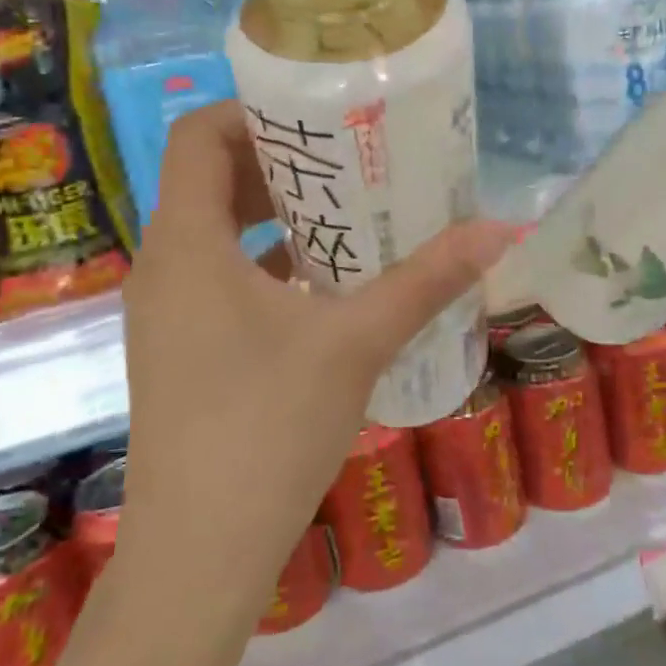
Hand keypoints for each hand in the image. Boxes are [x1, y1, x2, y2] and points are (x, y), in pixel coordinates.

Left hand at [114, 102, 514, 616]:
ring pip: (217, 231)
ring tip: (352, 211)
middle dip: (280, 162)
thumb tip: (501, 229)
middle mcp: (164, 266)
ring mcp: (167, 312)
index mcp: (187, 244)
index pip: (199, 136)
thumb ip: (426, 281)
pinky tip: (329, 284)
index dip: (254, 112)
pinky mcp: (182, 350)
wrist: (200, 554)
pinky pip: (221, 277)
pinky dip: (269, 262)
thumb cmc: (266, 429)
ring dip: (278, 214)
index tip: (321, 116)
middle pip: (210, 179)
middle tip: (352, 158)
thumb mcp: (355, 343)